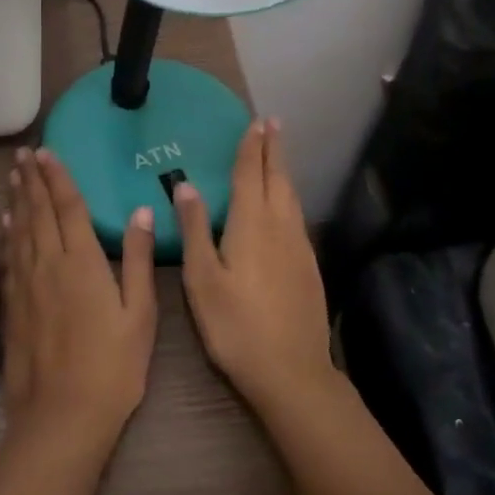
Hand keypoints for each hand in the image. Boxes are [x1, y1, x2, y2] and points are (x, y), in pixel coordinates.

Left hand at [0, 147, 157, 454]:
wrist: (62, 417)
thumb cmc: (112, 367)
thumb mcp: (139, 314)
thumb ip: (138, 259)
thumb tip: (142, 211)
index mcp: (82, 261)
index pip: (68, 207)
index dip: (58, 177)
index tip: (47, 151)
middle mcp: (49, 263)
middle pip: (38, 211)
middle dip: (33, 179)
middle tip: (24, 153)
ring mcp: (27, 284)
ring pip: (20, 229)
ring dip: (18, 198)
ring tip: (14, 174)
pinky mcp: (13, 305)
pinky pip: (10, 256)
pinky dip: (8, 233)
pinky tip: (6, 222)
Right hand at [177, 119, 337, 417]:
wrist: (293, 373)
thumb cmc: (236, 326)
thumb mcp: (202, 279)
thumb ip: (194, 229)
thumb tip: (186, 185)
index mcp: (251, 225)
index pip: (250, 175)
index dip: (251, 147)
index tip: (255, 122)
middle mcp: (280, 227)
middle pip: (277, 179)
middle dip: (273, 149)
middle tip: (273, 123)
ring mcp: (299, 247)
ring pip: (291, 197)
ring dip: (283, 170)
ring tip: (278, 154)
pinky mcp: (309, 267)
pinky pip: (297, 216)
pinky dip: (289, 197)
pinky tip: (286, 205)